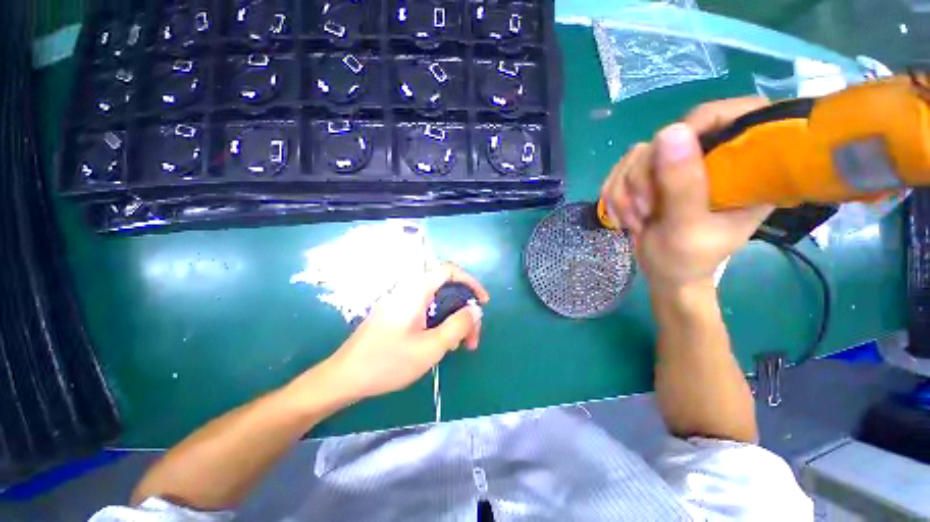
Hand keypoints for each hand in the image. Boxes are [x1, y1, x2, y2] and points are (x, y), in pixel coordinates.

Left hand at [323, 262, 488, 399]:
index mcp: (416, 291)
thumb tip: (475, 309)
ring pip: (438, 302)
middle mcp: (409, 291)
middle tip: (472, 338)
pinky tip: (442, 344)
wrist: (345, 378)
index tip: (482, 302)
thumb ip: (457, 326)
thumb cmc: (387, 362)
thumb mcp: (430, 347)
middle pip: (446, 289)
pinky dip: (440, 323)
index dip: (470, 281)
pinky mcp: (397, 315)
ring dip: (453, 320)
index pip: (449, 270)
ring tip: (459, 346)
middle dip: (464, 310)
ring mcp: (402, 303)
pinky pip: (426, 311)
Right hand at [600, 97, 775, 290]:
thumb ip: (682, 184)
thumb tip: (671, 131)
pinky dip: (614, 194)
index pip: (733, 115)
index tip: (667, 159)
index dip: (699, 124)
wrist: (664, 274)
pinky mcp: (650, 176)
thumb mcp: (687, 227)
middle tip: (644, 210)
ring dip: (625, 190)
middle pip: (670, 137)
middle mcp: (710, 159)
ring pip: (638, 154)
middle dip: (644, 177)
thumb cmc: (686, 259)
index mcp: (745, 169)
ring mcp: (677, 167)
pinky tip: (622, 215)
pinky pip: (620, 170)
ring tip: (634, 219)